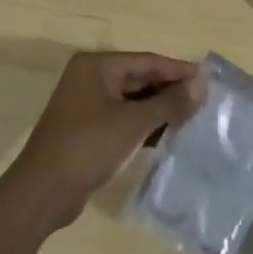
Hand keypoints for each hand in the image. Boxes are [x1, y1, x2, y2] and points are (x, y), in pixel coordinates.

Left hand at [11, 51, 203, 228]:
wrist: (43, 192)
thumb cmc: (88, 146)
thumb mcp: (133, 123)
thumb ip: (169, 102)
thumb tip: (202, 84)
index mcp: (97, 66)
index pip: (147, 61)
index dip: (179, 70)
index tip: (209, 80)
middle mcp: (91, 78)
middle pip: (140, 78)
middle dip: (170, 90)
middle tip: (205, 101)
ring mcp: (87, 104)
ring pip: (133, 100)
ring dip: (160, 109)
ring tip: (193, 119)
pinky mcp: (88, 129)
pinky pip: (123, 118)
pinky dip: (144, 125)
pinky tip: (168, 136)